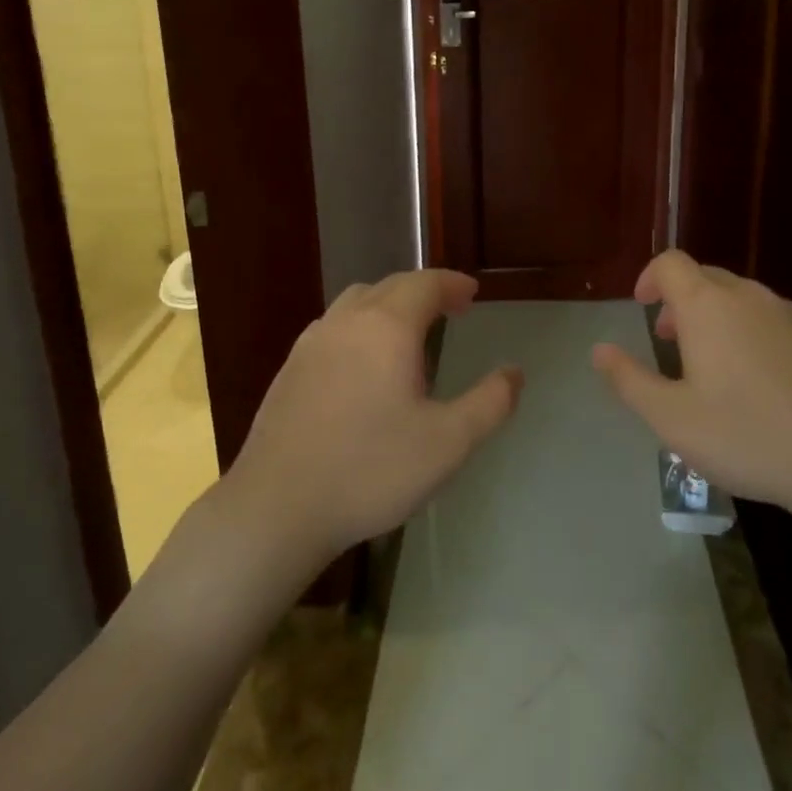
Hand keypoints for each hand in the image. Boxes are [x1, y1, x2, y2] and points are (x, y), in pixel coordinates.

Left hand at [225, 270, 522, 567]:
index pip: (425, 283)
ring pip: (357, 301)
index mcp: (387, 327)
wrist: (276, 507)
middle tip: (450, 308)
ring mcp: (312, 342)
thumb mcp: (447, 443)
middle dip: (424, 290)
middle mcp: (347, 321)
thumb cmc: (370, 470)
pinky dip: (360, 324)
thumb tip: (515, 373)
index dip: (452, 284)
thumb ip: (489, 404)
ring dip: (389, 303)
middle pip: (391, 285)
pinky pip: (334, 326)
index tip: (472, 294)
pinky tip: (363, 363)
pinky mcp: (290, 367)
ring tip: (409, 331)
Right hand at [591, 250, 791, 533]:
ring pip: (741, 300)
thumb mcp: (672, 419)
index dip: (650, 277)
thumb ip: (629, 380)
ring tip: (715, 367)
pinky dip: (753, 334)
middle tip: (671, 341)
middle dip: (681, 301)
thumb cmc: (748, 436)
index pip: (670, 263)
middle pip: (705, 278)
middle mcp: (748, 296)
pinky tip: (763, 384)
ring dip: (717, 318)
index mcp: (708, 306)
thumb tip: (599, 350)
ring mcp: (790, 313)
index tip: (642, 306)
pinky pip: (773, 320)